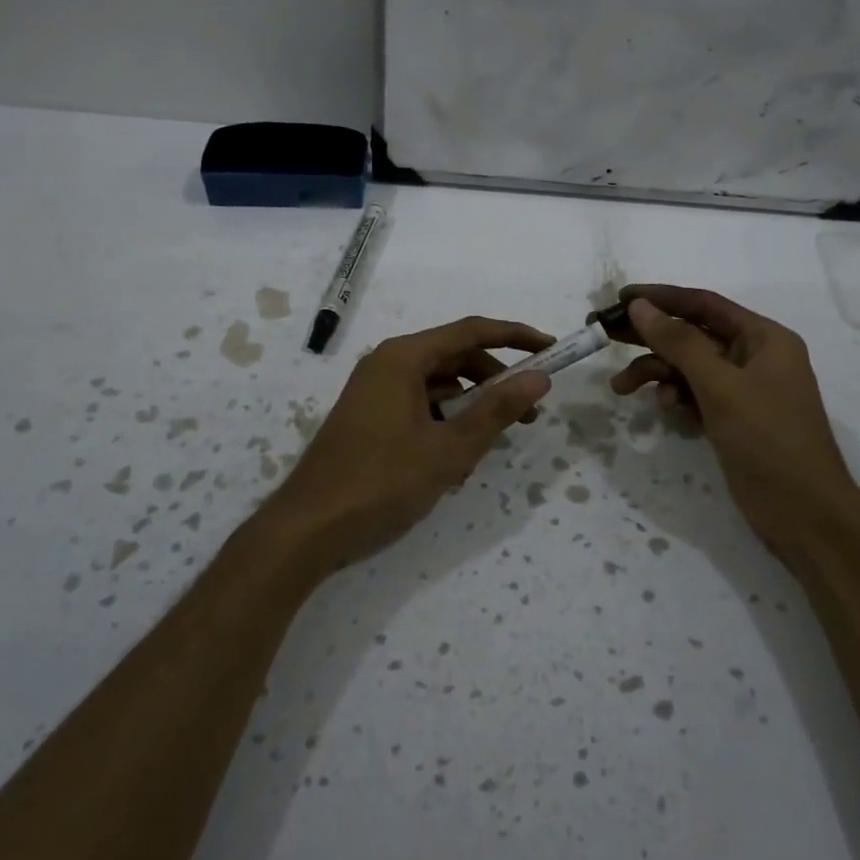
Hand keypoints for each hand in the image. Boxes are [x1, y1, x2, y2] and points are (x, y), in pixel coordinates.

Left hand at [260, 316, 552, 573]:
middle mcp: (387, 364)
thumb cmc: (382, 482)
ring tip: (494, 444)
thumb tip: (539, 378)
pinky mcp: (370, 418)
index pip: (472, 331)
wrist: (308, 528)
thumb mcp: (450, 449)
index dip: (516, 336)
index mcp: (404, 357)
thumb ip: (497, 410)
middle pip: (455, 357)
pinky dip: (445, 423)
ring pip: (438, 385)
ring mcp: (375, 392)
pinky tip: (457, 461)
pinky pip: (419, 407)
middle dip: (496, 381)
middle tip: (529, 413)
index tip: (552, 350)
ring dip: (471, 407)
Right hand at [605, 285, 859, 540]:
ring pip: (689, 367)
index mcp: (764, 338)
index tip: (619, 298)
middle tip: (605, 334)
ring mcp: (743, 389)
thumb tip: (640, 306)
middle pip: (692, 334)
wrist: (804, 514)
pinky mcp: (732, 418)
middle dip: (650, 336)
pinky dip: (675, 396)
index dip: (661, 298)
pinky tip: (664, 408)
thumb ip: (679, 342)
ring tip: (621, 388)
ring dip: (656, 372)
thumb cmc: (768, 439)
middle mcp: (754, 356)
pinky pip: (695, 394)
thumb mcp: (720, 386)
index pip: (704, 305)